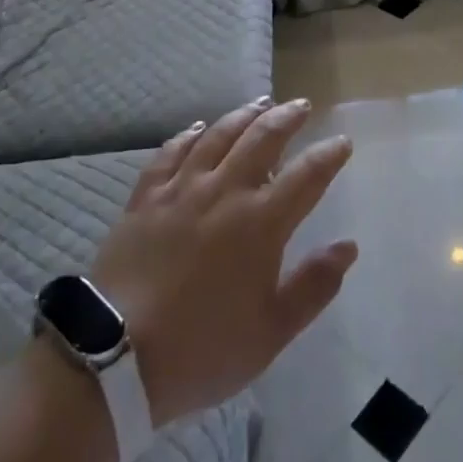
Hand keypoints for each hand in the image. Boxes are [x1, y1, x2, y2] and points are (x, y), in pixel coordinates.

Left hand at [87, 98, 357, 428]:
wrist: (114, 358)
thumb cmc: (203, 349)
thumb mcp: (271, 332)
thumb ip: (314, 286)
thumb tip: (348, 246)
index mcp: (261, 223)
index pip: (307, 175)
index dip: (328, 155)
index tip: (342, 142)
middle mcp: (224, 192)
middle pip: (262, 139)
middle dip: (287, 118)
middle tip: (301, 105)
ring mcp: (181, 190)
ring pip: (218, 136)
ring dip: (244, 115)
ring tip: (260, 103)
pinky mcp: (145, 197)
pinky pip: (170, 152)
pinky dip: (188, 135)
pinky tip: (198, 127)